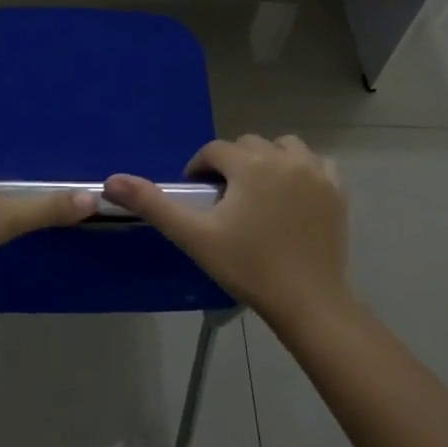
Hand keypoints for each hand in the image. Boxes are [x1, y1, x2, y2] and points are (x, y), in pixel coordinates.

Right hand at [104, 135, 352, 327]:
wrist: (307, 301)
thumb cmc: (247, 266)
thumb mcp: (194, 236)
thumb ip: (153, 204)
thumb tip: (110, 180)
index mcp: (250, 164)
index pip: (214, 151)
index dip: (199, 169)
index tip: (196, 195)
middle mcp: (285, 158)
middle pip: (248, 145)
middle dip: (231, 164)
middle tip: (223, 200)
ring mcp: (316, 172)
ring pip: (284, 148)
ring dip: (266, 160)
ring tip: (256, 193)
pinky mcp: (336, 191)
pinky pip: (315, 163)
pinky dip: (300, 170)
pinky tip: (291, 195)